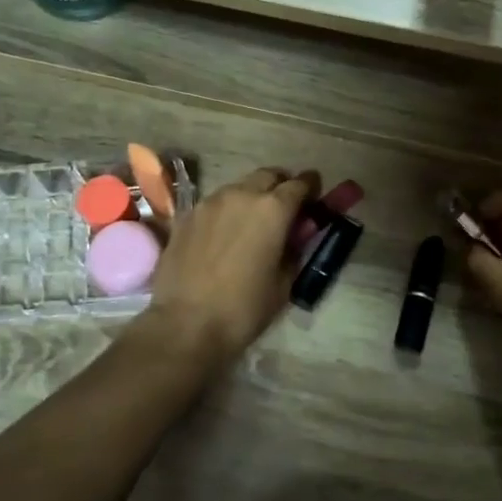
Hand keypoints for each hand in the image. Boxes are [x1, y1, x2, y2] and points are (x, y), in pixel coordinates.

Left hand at [137, 166, 320, 371]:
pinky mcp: (186, 216)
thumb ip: (294, 249)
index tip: (315, 195)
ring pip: (239, 187)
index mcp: (273, 209)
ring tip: (252, 223)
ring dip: (252, 197)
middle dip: (281, 186)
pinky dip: (226, 211)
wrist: (186, 324)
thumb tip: (296, 235)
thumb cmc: (244, 308)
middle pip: (268, 176)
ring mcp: (209, 202)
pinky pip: (214, 204)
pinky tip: (224, 235)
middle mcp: (241, 194)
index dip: (311, 188)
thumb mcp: (284, 283)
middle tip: (285, 208)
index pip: (300, 184)